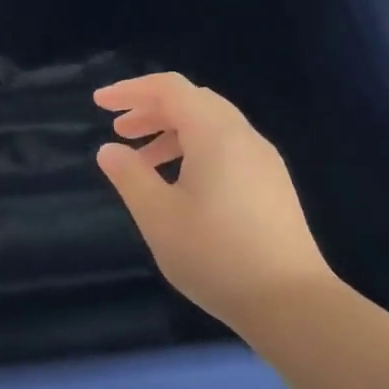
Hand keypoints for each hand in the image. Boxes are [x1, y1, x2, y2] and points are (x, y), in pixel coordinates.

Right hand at [94, 73, 335, 331]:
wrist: (289, 300)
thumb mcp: (159, 217)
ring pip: (213, 127)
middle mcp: (245, 136)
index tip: (99, 104)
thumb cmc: (216, 255)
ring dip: (174, 133)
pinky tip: (181, 186)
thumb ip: (130, 177)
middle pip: (194, 102)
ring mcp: (264, 161)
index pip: (170, 89)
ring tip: (143, 162)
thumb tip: (109, 150)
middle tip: (120, 132)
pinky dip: (196, 152)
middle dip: (152, 110)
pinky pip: (228, 149)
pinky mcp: (272, 185)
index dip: (131, 90)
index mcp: (216, 134)